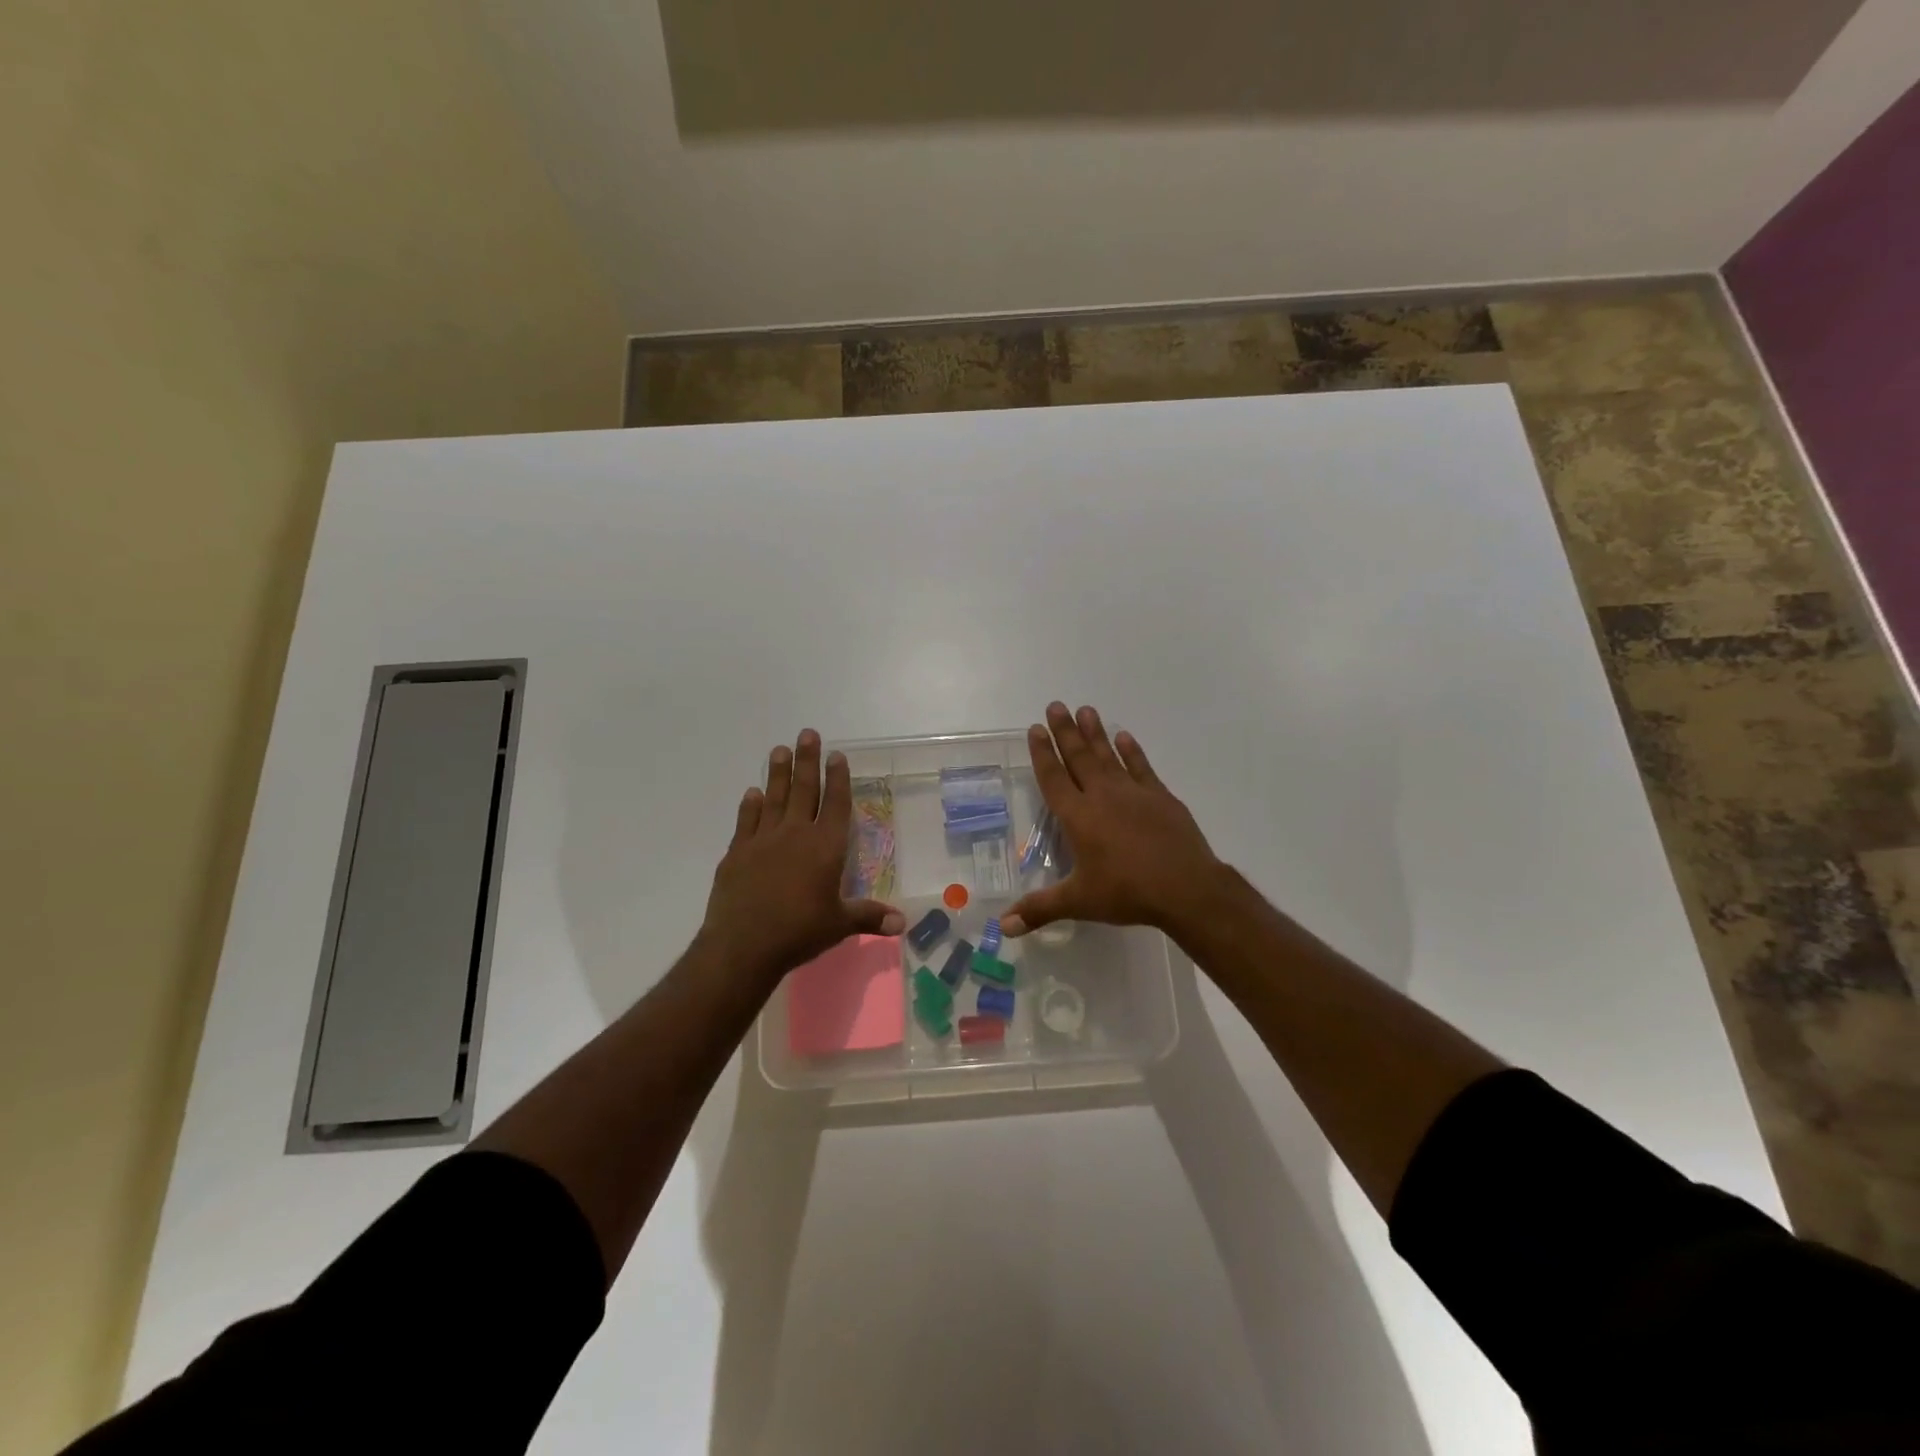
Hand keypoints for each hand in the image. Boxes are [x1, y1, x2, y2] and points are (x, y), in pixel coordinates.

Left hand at [700, 730, 904, 981]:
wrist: (743, 945)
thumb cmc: (799, 932)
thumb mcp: (839, 925)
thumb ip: (870, 917)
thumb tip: (903, 923)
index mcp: (825, 847)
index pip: (836, 804)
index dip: (838, 779)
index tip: (837, 754)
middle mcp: (795, 835)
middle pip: (804, 791)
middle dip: (808, 761)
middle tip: (808, 733)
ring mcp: (763, 840)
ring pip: (774, 798)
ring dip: (778, 773)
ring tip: (779, 749)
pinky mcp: (737, 853)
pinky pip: (746, 821)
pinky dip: (750, 805)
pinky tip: (752, 793)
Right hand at [1003, 704, 1226, 938]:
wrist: (1185, 888)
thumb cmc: (1127, 892)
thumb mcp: (1079, 901)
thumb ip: (1039, 910)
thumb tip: (1002, 927)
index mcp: (1078, 817)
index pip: (1054, 778)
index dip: (1042, 753)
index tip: (1034, 729)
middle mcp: (1102, 796)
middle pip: (1079, 757)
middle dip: (1065, 732)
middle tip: (1055, 705)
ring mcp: (1133, 793)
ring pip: (1108, 755)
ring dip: (1095, 733)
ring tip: (1085, 709)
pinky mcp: (1160, 797)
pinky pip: (1141, 767)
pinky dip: (1131, 751)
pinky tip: (1124, 736)